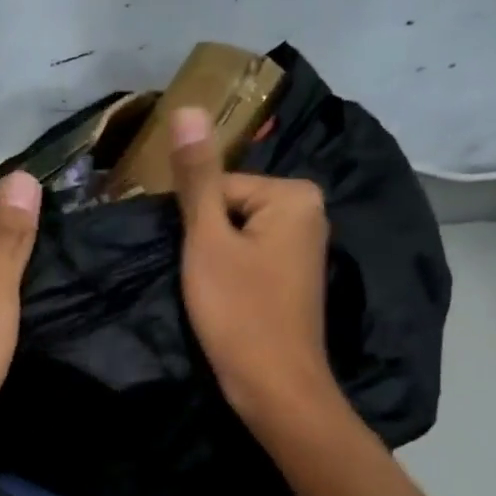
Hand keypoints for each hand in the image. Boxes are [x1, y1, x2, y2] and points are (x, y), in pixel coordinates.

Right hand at [171, 108, 341, 432]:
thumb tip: (186, 107)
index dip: (193, 225)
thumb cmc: (239, 312)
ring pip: (235, 236)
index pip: (216, 188)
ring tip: (211, 295)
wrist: (276, 388)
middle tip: (201, 281)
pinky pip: (250, 258)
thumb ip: (195, 177)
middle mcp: (309, 212)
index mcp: (294, 194)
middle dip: (204, 241)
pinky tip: (226, 304)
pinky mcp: (294, 278)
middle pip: (228, 208)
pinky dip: (231, 276)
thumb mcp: (207, 240)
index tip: (193, 262)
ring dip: (213, 261)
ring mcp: (305, 247)